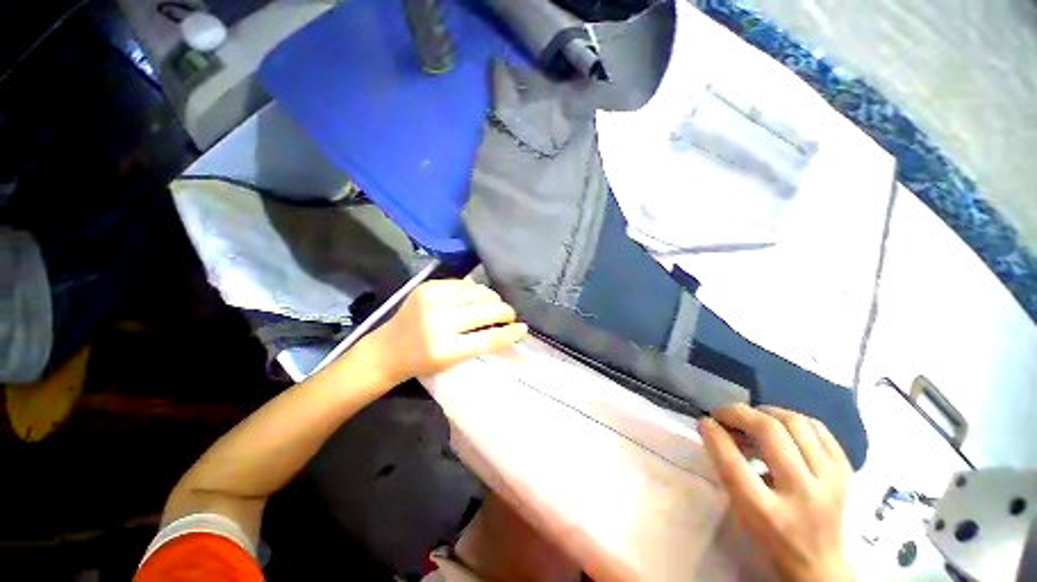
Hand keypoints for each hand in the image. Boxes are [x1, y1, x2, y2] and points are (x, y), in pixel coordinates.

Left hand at [362, 279, 527, 383]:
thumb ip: (479, 344)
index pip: (489, 338)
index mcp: (447, 349)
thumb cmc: (423, 362)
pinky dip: (473, 290)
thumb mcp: (452, 362)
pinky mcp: (427, 288)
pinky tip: (475, 296)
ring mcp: (432, 301)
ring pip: (477, 292)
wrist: (387, 349)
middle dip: (506, 311)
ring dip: (491, 298)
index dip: (510, 333)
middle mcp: (440, 323)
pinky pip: (461, 284)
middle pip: (487, 311)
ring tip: (493, 303)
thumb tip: (504, 325)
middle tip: (509, 315)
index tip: (523, 328)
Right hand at [700, 404, 853, 581]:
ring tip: (751, 417)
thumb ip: (729, 469)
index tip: (704, 422)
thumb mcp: (742, 510)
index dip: (715, 436)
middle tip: (724, 413)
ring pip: (795, 423)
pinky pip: (818, 428)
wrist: (821, 562)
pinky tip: (779, 424)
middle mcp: (803, 494)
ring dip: (765, 411)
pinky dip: (792, 418)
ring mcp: (831, 481)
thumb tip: (716, 427)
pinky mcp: (846, 471)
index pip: (734, 464)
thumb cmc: (771, 536)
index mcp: (768, 514)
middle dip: (739, 413)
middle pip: (770, 433)